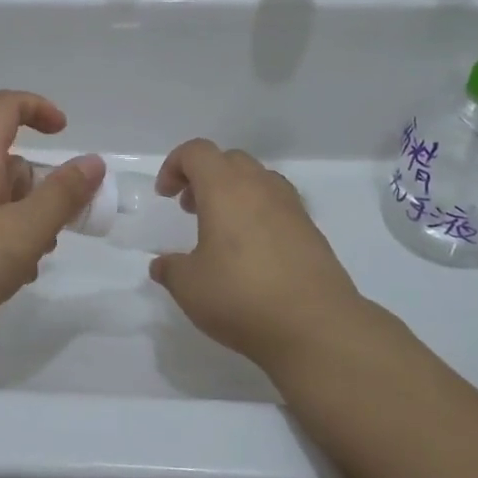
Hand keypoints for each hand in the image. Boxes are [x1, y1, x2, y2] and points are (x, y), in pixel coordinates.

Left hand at [0, 90, 104, 352]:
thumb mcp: (24, 231)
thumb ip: (62, 195)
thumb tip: (92, 161)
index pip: (4, 108)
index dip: (38, 108)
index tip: (64, 134)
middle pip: (7, 162)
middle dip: (40, 190)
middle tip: (56, 230)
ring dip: (24, 221)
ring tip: (30, 263)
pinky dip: (2, 240)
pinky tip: (8, 277)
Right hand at [149, 139, 367, 373]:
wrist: (315, 326)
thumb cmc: (241, 297)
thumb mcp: (189, 287)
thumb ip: (171, 269)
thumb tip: (162, 265)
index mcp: (225, 189)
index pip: (197, 152)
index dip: (175, 165)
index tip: (166, 196)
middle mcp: (260, 187)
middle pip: (229, 160)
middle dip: (204, 177)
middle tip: (190, 208)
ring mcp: (291, 207)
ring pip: (258, 180)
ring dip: (233, 192)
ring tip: (221, 229)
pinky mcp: (311, 231)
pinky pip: (278, 205)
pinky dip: (258, 213)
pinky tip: (252, 252)